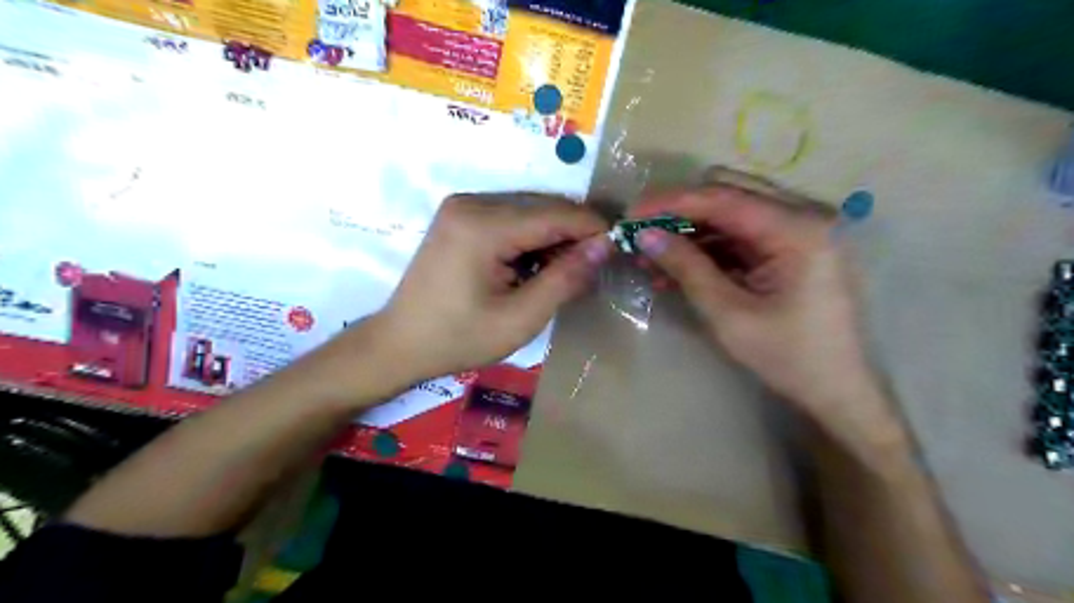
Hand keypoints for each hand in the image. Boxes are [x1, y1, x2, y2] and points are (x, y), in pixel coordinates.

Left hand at [368, 194, 611, 381]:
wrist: (400, 343)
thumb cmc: (459, 338)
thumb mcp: (520, 318)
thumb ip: (565, 279)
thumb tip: (605, 246)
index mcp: (483, 226)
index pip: (556, 214)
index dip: (593, 228)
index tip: (619, 248)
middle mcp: (472, 202)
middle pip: (543, 206)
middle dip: (573, 233)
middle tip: (591, 268)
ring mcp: (462, 205)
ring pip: (529, 209)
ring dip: (553, 236)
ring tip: (562, 272)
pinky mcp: (459, 215)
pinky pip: (510, 216)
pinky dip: (531, 237)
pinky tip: (533, 265)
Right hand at [630, 181, 895, 433]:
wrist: (836, 390)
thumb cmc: (788, 357)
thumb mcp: (729, 314)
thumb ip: (687, 268)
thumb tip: (645, 236)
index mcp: (797, 229)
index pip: (722, 198)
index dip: (670, 203)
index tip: (631, 215)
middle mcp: (802, 217)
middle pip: (727, 193)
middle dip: (679, 212)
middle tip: (641, 234)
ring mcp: (797, 231)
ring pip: (729, 213)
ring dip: (689, 232)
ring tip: (650, 258)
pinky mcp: (788, 248)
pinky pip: (738, 236)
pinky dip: (706, 248)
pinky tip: (676, 268)